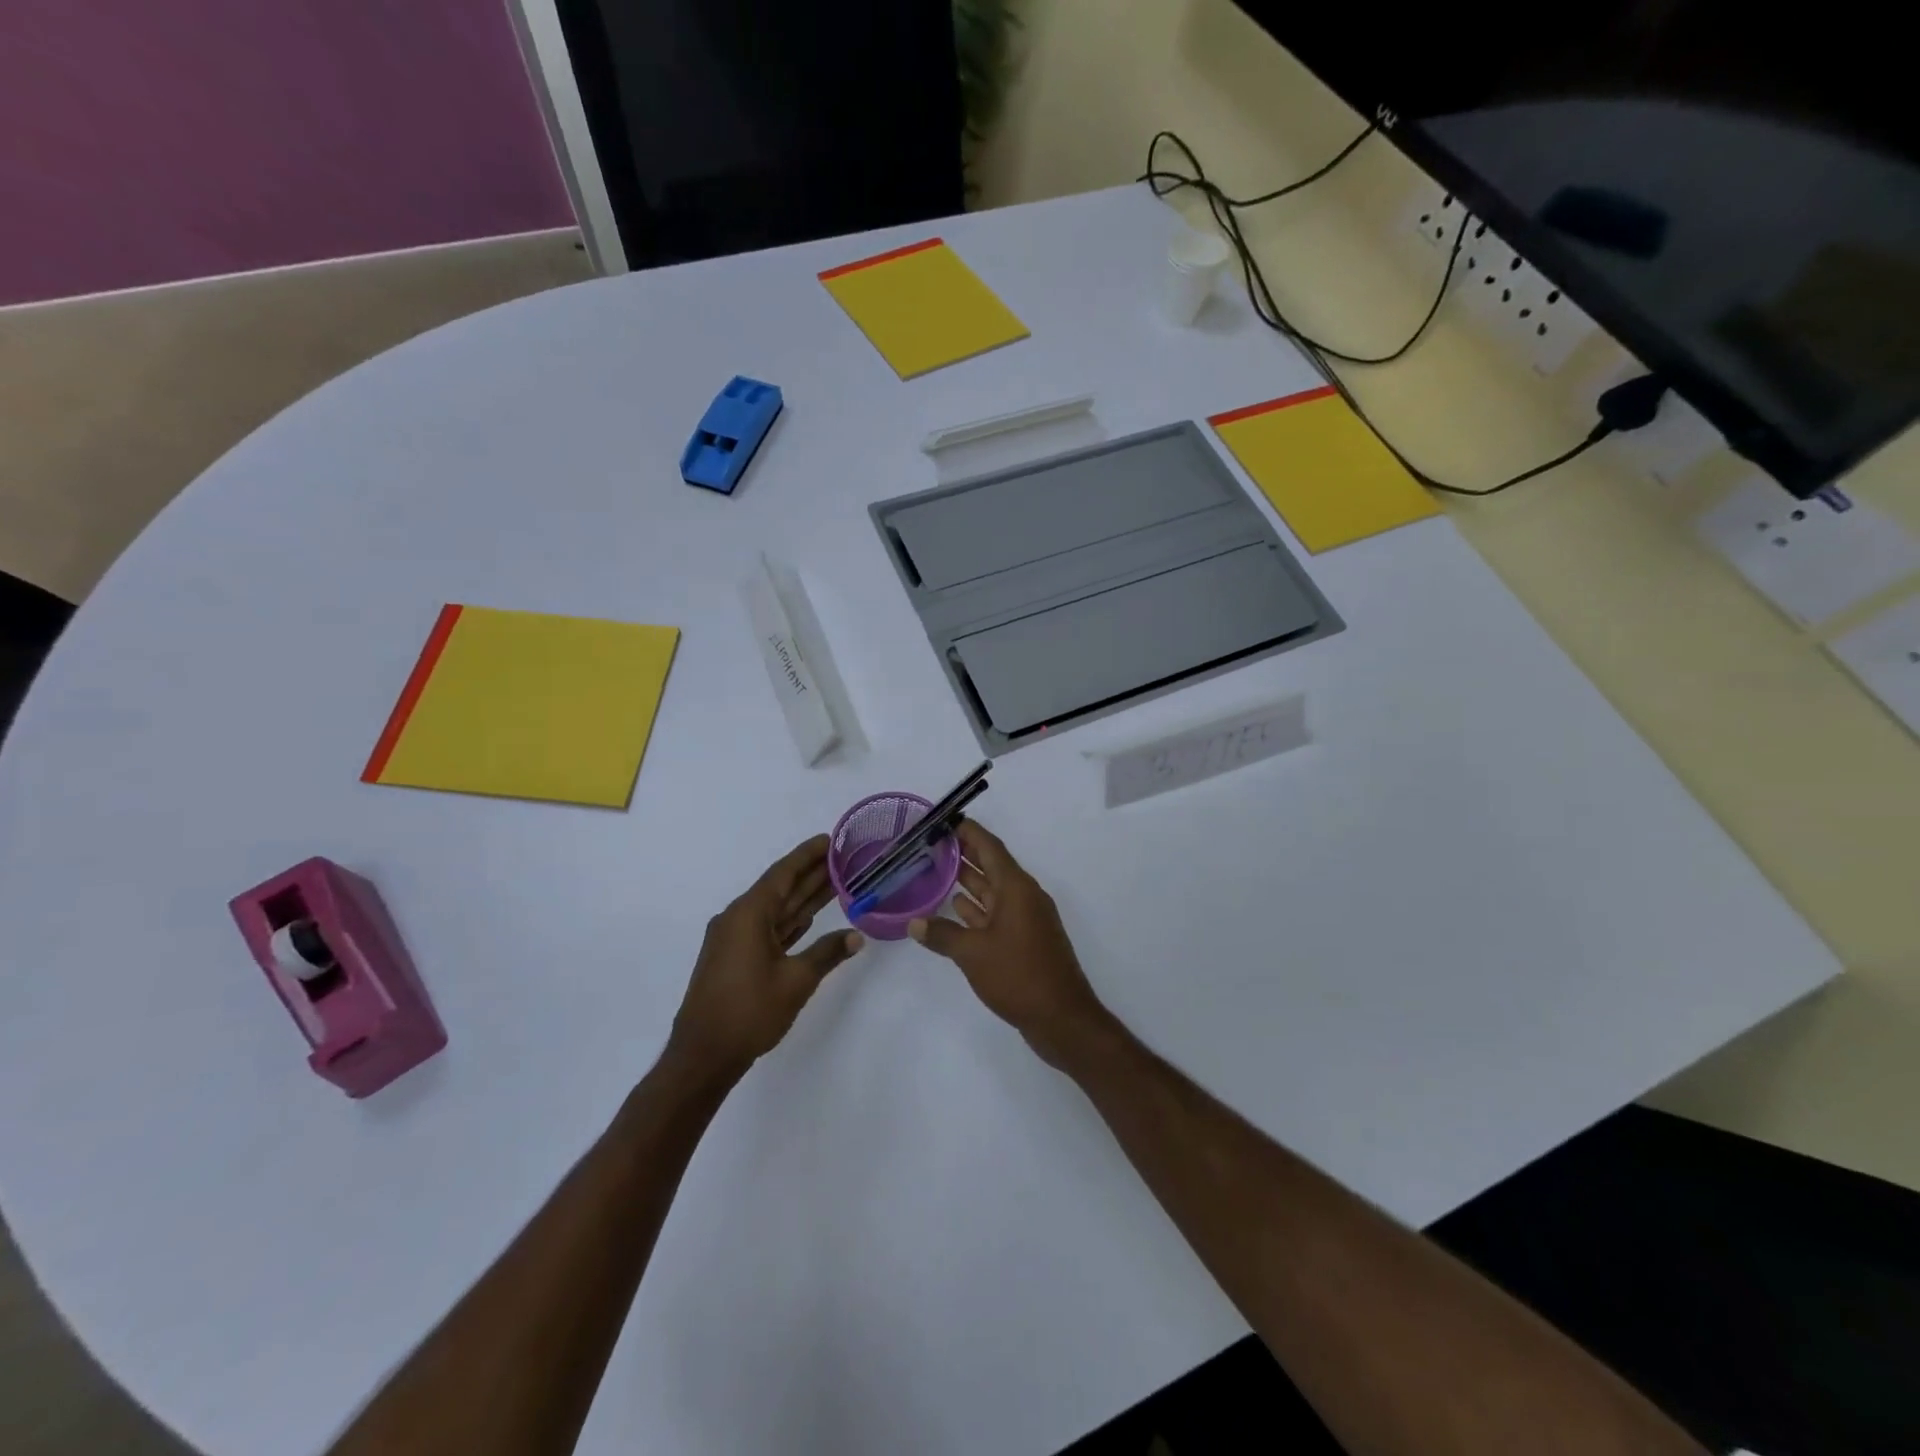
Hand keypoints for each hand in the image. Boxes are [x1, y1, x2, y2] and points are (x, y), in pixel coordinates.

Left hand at [666, 835, 863, 1085]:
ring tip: (837, 883)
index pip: (783, 874)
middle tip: (844, 859)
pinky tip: (810, 917)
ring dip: (803, 898)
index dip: (808, 855)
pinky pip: (768, 929)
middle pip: (780, 889)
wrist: (703, 1055)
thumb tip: (856, 937)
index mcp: (748, 914)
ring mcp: (734, 939)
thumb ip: (827, 953)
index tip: (830, 840)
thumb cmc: (749, 1012)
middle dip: (811, 874)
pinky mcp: (735, 958)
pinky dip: (790, 921)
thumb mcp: (796, 981)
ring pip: (776, 910)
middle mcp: (738, 919)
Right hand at [908, 820, 1111, 1067]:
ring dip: (967, 881)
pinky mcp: (1024, 941)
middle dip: (963, 853)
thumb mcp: (973, 953)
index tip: (943, 820)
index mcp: (1017, 888)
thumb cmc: (1019, 976)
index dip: (968, 831)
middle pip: (991, 865)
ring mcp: (1026, 920)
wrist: (1062, 1019)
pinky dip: (975, 910)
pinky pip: (995, 914)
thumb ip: (942, 934)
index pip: (990, 847)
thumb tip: (914, 922)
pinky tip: (954, 910)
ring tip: (934, 871)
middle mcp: (1023, 897)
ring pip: (992, 892)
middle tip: (930, 844)